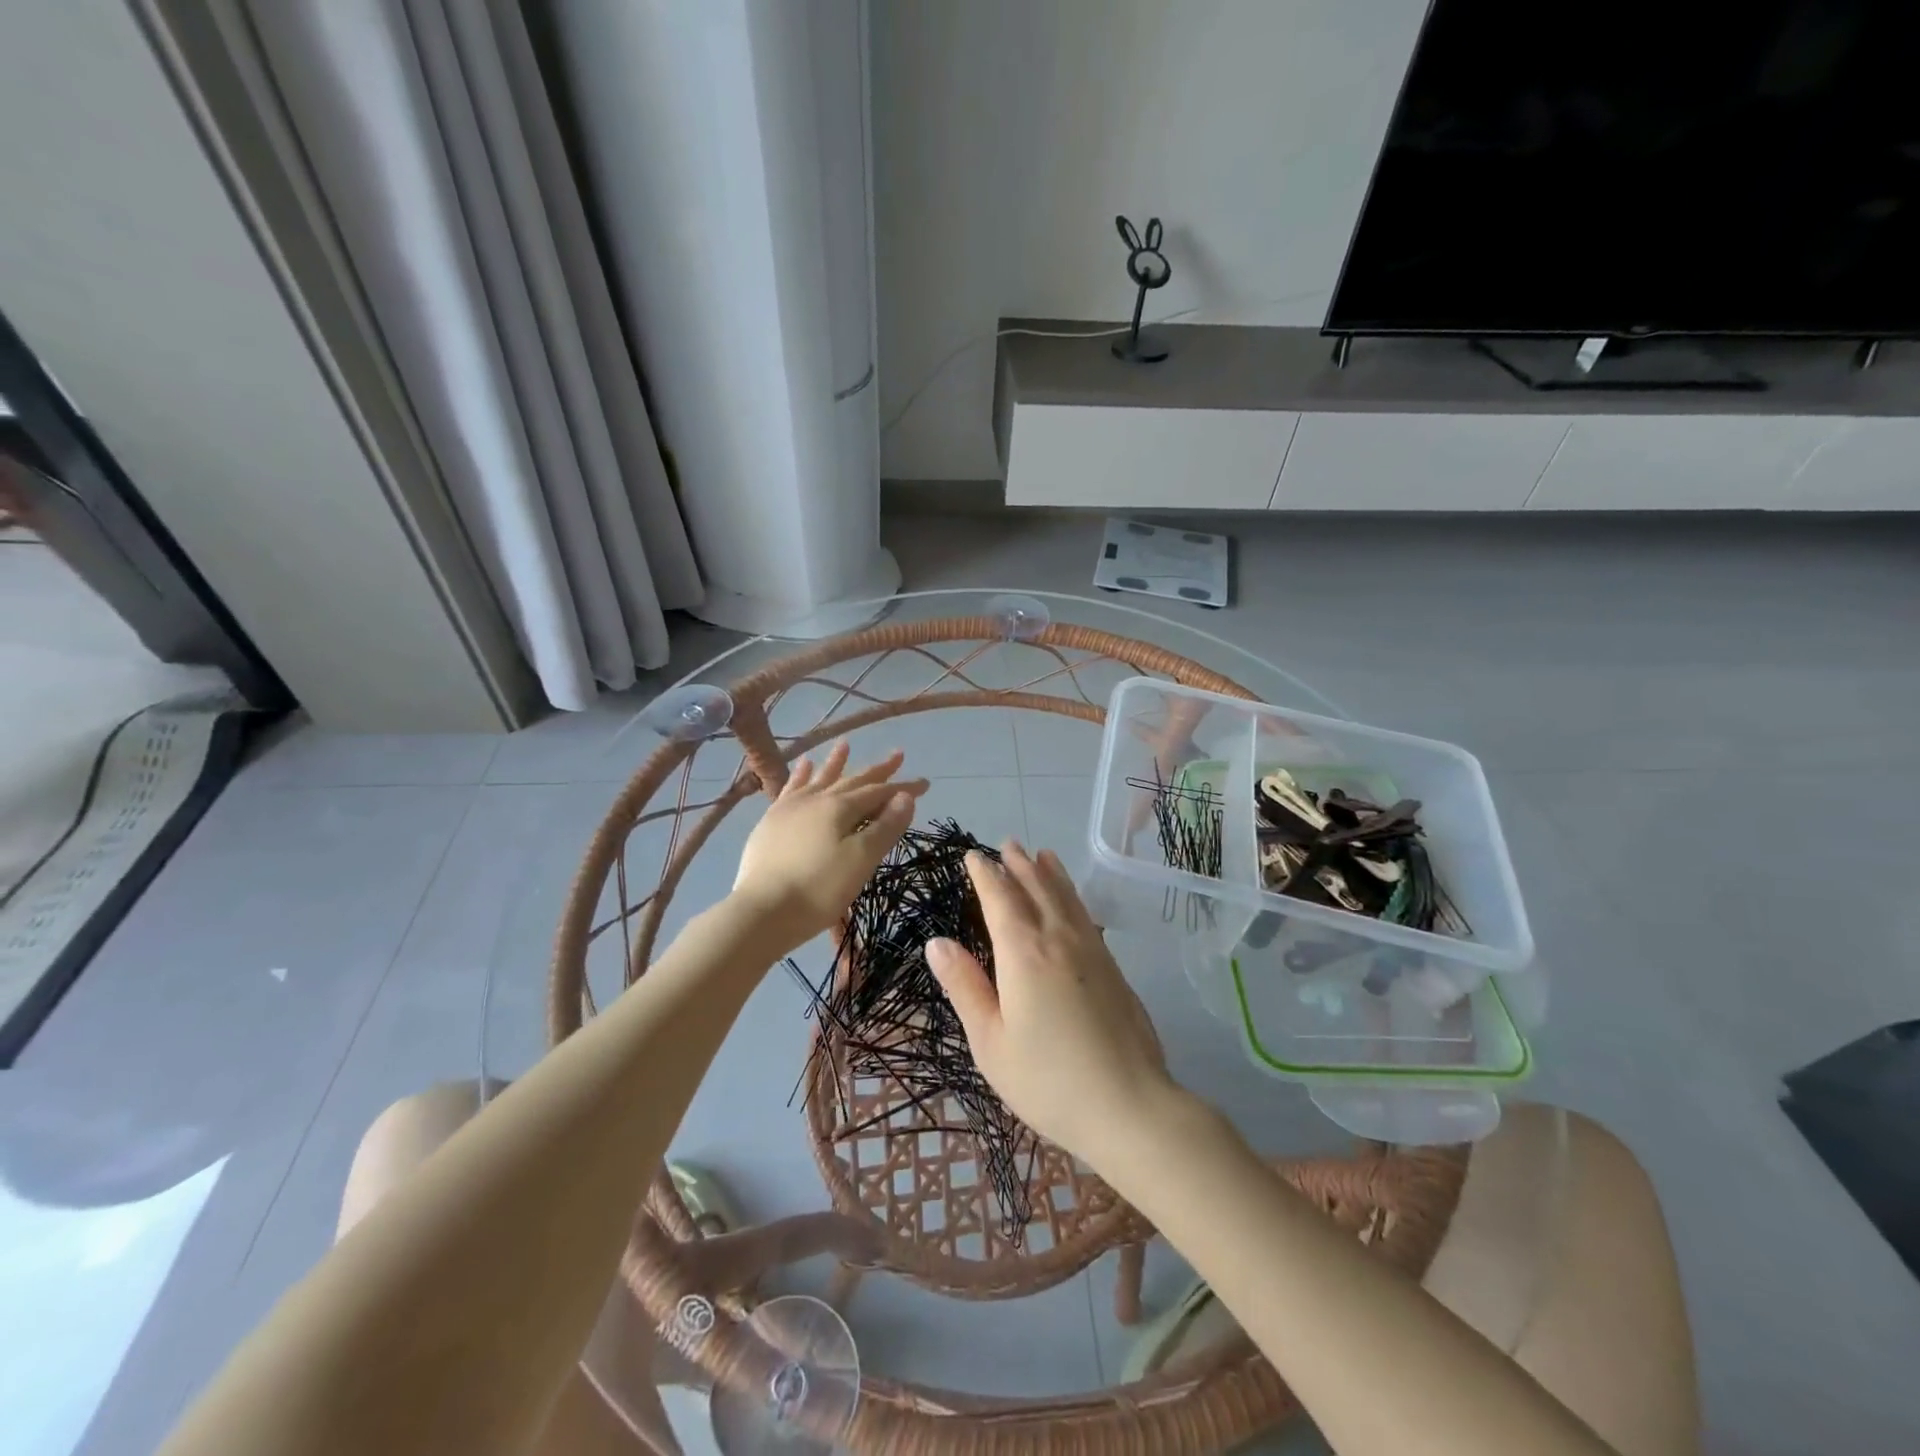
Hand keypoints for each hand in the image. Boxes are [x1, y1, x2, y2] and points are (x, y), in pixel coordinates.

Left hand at [732, 741, 927, 947]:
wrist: (762, 911)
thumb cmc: (819, 889)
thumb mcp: (861, 860)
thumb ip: (885, 827)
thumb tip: (905, 797)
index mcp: (840, 808)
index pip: (879, 792)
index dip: (903, 788)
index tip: (925, 783)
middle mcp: (816, 799)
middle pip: (853, 781)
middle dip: (877, 770)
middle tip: (898, 754)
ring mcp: (790, 808)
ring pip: (819, 779)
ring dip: (835, 763)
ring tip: (844, 745)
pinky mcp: (771, 822)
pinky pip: (790, 789)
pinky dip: (800, 776)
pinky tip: (803, 767)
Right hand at [926, 841, 1177, 1167]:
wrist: (1129, 1106)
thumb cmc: (1047, 1080)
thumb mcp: (990, 1041)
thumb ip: (965, 986)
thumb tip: (937, 942)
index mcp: (1023, 953)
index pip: (1000, 899)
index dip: (985, 874)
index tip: (974, 855)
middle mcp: (1059, 939)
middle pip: (1036, 889)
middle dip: (1018, 865)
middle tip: (1007, 844)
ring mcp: (1092, 951)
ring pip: (1066, 898)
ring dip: (1050, 873)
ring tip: (1041, 854)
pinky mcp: (1114, 968)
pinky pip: (1086, 916)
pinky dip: (1073, 896)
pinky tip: (1072, 901)